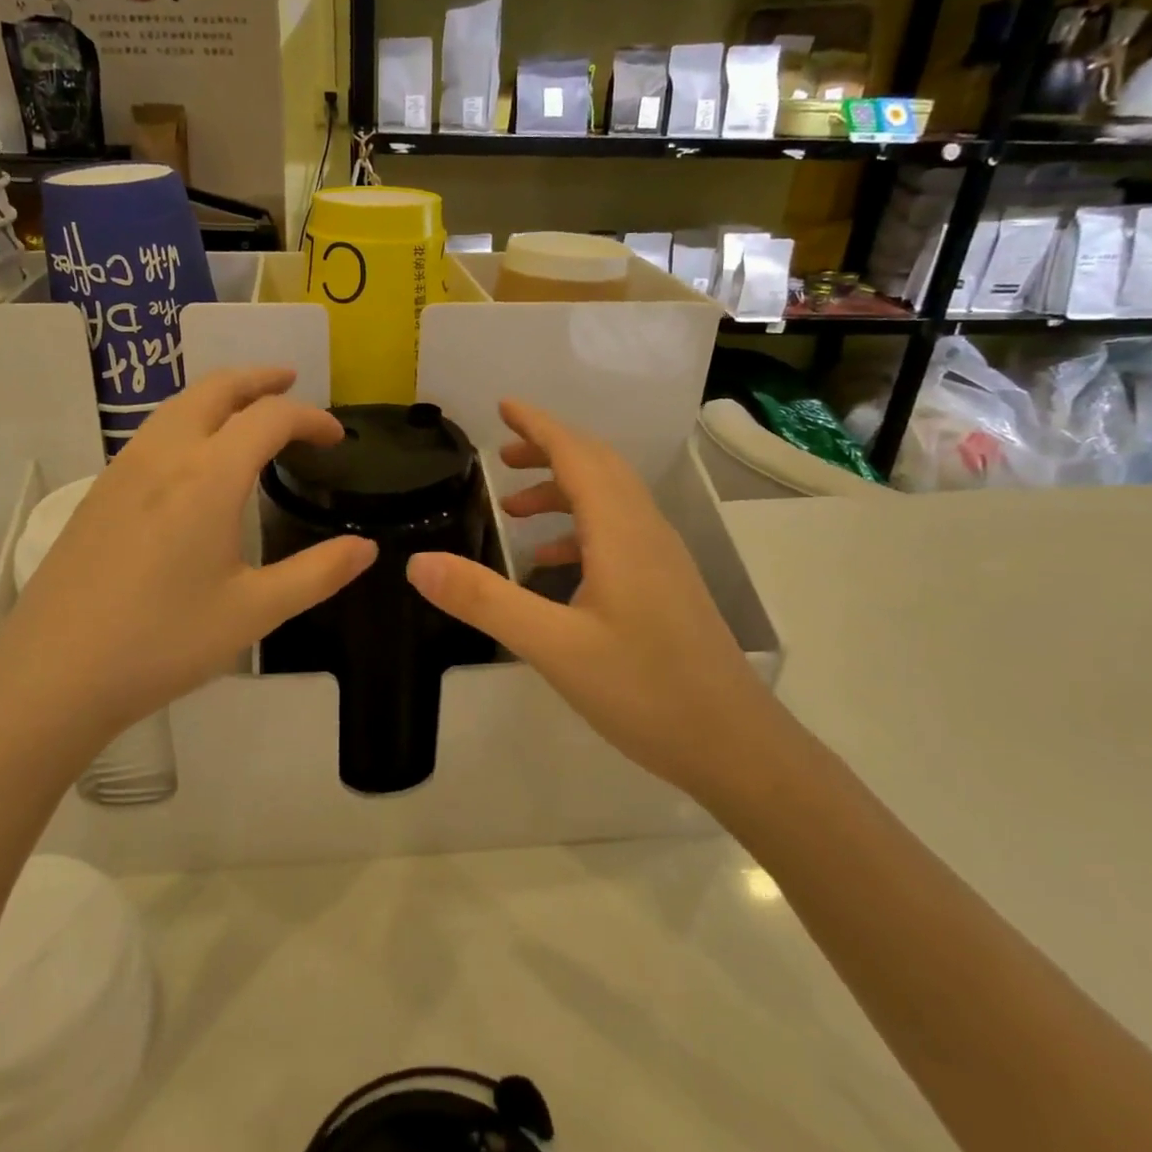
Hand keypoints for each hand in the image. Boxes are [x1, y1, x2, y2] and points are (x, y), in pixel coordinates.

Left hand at [0, 369, 375, 748]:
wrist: (53, 674)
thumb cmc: (163, 642)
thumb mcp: (254, 612)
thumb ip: (317, 574)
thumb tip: (367, 549)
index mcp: (208, 476)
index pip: (270, 418)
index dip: (311, 418)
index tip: (336, 438)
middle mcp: (164, 456)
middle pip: (216, 388)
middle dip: (259, 378)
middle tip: (291, 381)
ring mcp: (123, 470)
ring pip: (178, 405)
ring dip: (220, 394)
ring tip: (248, 410)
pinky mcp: (98, 492)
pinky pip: (153, 432)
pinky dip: (189, 419)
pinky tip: (195, 458)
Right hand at [406, 400, 782, 798]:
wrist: (734, 744)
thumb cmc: (645, 691)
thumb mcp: (553, 647)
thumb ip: (485, 601)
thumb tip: (418, 562)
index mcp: (621, 531)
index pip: (577, 454)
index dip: (538, 425)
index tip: (502, 406)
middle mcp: (645, 531)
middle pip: (597, 466)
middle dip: (548, 449)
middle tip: (499, 453)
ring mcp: (661, 558)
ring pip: (609, 499)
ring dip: (562, 489)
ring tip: (513, 509)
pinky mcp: (665, 585)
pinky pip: (617, 532)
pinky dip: (578, 528)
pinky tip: (550, 564)